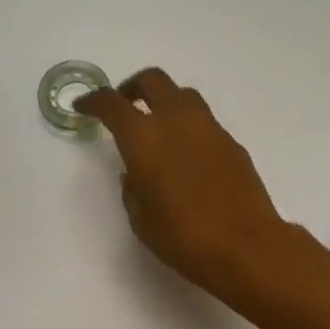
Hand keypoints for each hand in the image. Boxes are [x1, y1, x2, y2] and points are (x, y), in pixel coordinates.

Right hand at [77, 67, 286, 300]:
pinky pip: (204, 121)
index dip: (93, 101)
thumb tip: (136, 174)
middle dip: (132, 88)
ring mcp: (209, 128)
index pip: (112, 104)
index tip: (83, 105)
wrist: (246, 247)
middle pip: (152, 81)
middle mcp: (176, 122)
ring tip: (157, 127)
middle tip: (123, 105)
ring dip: (164, 102)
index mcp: (144, 139)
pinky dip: (188, 126)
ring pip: (182, 95)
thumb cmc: (183, 238)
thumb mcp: (141, 220)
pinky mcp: (232, 143)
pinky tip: (186, 154)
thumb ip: (133, 189)